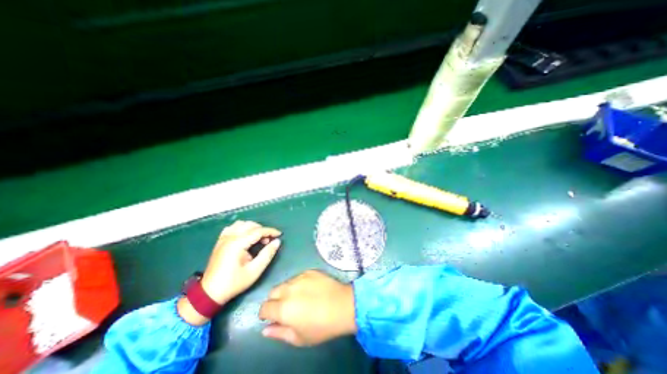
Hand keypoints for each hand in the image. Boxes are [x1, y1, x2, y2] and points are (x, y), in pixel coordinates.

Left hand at [199, 222, 278, 302]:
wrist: (210, 293)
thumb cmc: (234, 282)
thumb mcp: (255, 270)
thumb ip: (267, 254)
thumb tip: (277, 241)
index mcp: (237, 244)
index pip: (258, 231)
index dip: (270, 231)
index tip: (280, 235)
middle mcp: (230, 237)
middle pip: (250, 225)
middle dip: (263, 230)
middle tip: (269, 240)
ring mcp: (223, 238)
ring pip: (241, 224)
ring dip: (252, 227)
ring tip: (258, 238)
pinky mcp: (220, 241)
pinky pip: (232, 227)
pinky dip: (241, 228)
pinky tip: (245, 236)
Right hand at [258, 271, 357, 345]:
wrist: (343, 305)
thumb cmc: (321, 326)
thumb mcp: (299, 338)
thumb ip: (279, 333)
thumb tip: (265, 328)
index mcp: (283, 308)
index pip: (264, 307)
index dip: (265, 313)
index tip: (271, 317)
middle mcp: (288, 289)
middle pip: (273, 292)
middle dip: (274, 300)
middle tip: (285, 308)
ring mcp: (300, 277)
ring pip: (285, 283)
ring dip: (286, 291)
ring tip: (299, 298)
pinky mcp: (310, 271)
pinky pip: (298, 277)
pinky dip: (298, 283)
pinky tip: (309, 289)